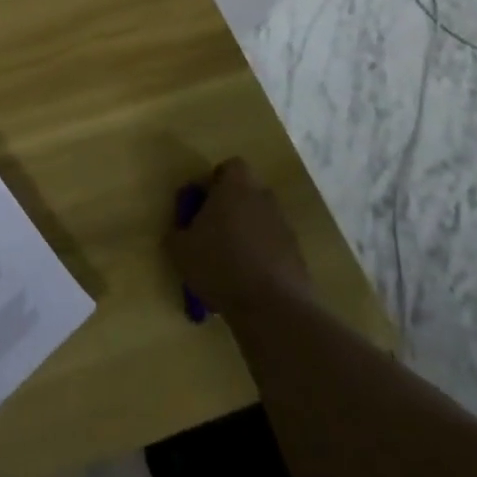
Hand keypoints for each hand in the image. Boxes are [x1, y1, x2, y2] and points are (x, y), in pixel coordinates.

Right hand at [166, 158, 309, 315]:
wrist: (272, 309)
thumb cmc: (219, 265)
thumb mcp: (180, 248)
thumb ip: (178, 230)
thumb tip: (183, 228)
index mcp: (236, 187)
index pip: (230, 167)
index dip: (215, 182)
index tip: (202, 204)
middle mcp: (264, 199)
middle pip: (247, 193)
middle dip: (230, 207)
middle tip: (211, 232)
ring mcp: (285, 227)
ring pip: (260, 220)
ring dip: (246, 232)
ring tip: (228, 261)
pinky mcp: (298, 255)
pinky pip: (273, 246)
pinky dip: (262, 256)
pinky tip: (247, 280)